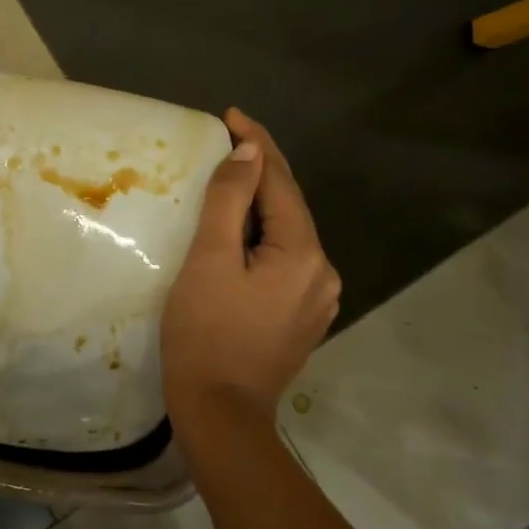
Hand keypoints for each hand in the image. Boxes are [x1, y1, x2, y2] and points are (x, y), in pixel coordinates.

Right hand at [161, 109, 340, 425]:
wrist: (220, 413)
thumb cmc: (206, 332)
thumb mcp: (209, 259)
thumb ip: (229, 200)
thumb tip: (250, 152)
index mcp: (303, 254)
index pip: (281, 182)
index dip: (257, 143)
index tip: (231, 114)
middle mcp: (322, 272)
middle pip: (289, 205)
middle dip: (261, 169)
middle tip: (228, 137)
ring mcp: (316, 298)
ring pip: (287, 233)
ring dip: (261, 202)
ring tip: (230, 177)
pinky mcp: (301, 316)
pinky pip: (284, 259)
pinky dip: (263, 235)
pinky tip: (241, 231)